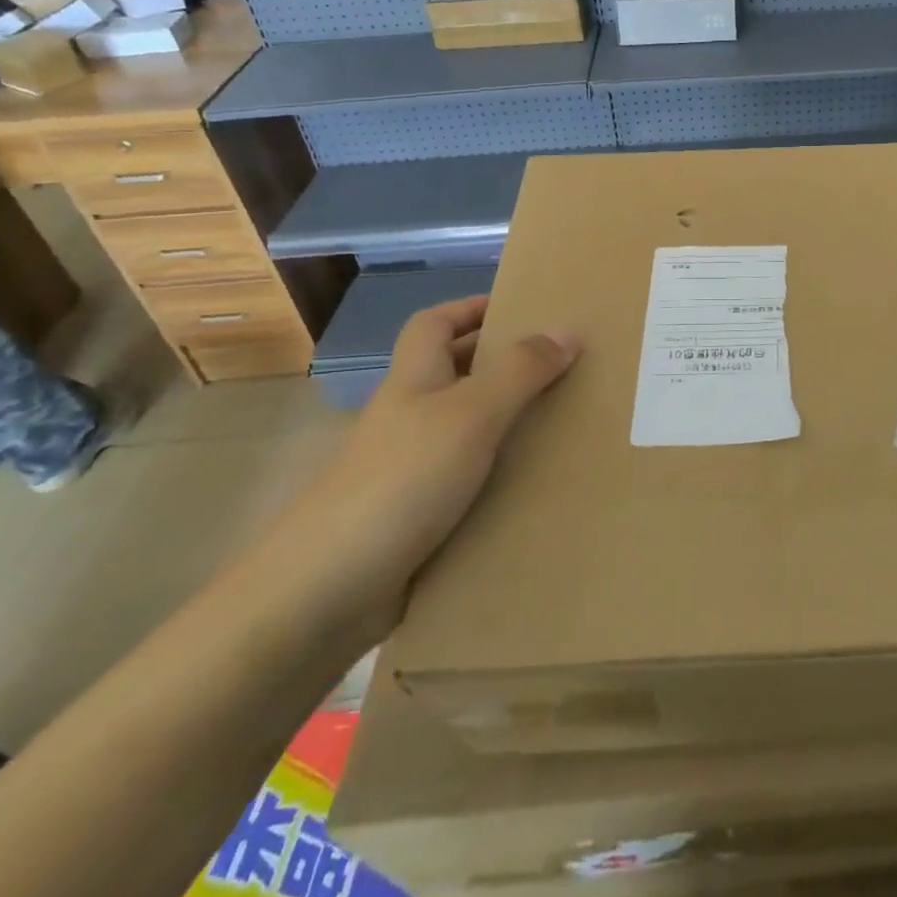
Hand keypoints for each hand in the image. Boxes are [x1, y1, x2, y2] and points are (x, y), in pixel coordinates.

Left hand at [250, 296, 577, 643]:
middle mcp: (410, 418)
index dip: (471, 307)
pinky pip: (471, 481)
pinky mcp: (420, 517)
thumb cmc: (403, 479)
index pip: (435, 323)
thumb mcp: (471, 414)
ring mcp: (412, 470)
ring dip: (510, 423)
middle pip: (455, 373)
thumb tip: (567, 332)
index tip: (521, 308)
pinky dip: (502, 476)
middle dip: (503, 363)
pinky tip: (539, 486)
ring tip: (566, 422)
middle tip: (562, 365)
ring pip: (468, 430)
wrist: (330, 589)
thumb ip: (520, 371)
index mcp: (415, 381)